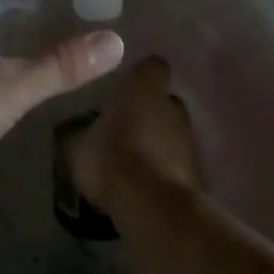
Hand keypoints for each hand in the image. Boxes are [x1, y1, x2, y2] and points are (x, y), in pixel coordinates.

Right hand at [67, 56, 203, 214]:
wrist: (153, 207)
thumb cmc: (112, 160)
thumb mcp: (77, 148)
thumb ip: (78, 134)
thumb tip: (74, 134)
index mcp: (145, 87)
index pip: (152, 66)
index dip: (140, 77)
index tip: (124, 90)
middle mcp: (174, 104)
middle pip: (164, 100)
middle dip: (148, 112)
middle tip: (124, 130)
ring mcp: (191, 138)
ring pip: (173, 133)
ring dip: (158, 144)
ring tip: (133, 164)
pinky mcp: (199, 171)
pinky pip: (178, 164)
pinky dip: (166, 171)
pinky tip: (146, 187)